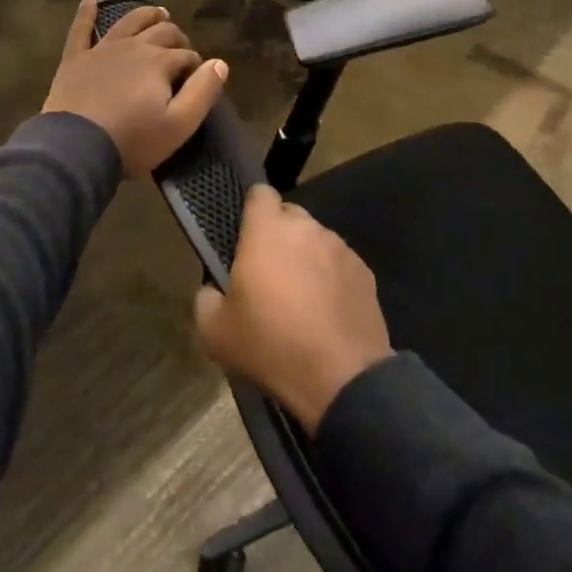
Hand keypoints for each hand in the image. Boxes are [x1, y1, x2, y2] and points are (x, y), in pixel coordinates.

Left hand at [44, 0, 228, 177]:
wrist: (76, 148)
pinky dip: (86, 14)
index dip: (196, 66)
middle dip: (177, 37)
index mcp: (160, 61)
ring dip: (146, 15)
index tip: (197, 80)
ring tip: (158, 13)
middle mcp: (134, 47)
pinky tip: (89, 1)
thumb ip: (203, 91)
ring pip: (129, 22)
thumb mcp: (179, 125)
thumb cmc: (132, 140)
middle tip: (182, 48)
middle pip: (162, 32)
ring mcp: (102, 50)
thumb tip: (219, 63)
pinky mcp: (75, 59)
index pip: (187, 55)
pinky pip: (80, 30)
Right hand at [193, 185, 392, 433]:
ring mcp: (340, 248)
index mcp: (267, 230)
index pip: (259, 193)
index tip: (245, 236)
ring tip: (301, 297)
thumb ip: (206, 298)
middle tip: (268, 273)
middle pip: (289, 216)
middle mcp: (307, 228)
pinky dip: (331, 278)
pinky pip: (339, 264)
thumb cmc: (271, 345)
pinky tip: (326, 311)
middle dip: (278, 236)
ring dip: (306, 257)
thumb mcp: (215, 331)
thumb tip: (214, 290)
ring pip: (316, 240)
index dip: (251, 210)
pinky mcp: (365, 272)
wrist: (341, 378)